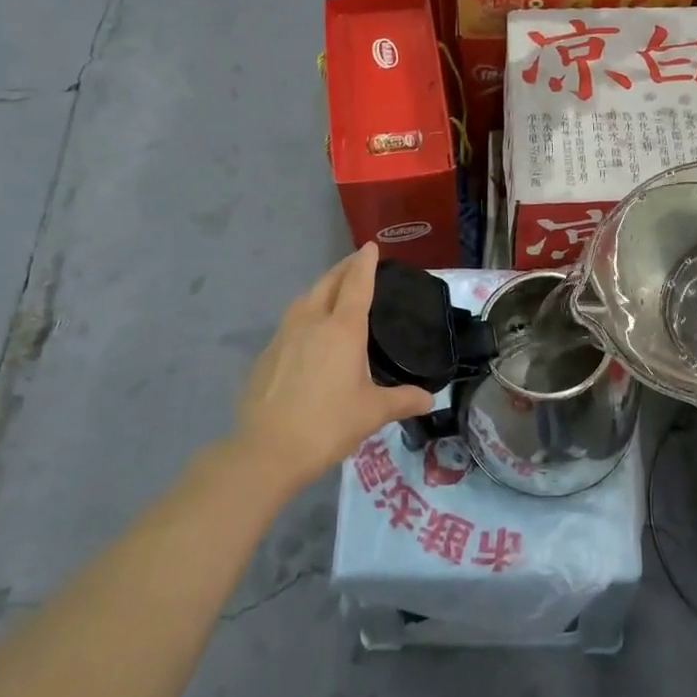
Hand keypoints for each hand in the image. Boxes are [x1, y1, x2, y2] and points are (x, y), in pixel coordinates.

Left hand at [232, 243, 433, 491]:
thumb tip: (429, 399)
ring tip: (333, 291)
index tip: (370, 246)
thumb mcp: (372, 413)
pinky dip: (305, 312)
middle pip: (328, 283)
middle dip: (343, 269)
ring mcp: (284, 336)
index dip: (365, 264)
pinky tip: (309, 330)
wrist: (267, 450)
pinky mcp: (267, 354)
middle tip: (356, 262)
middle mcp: (312, 322)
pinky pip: (291, 321)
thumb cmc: (328, 424)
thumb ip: (403, 400)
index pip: (357, 284)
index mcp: (343, 329)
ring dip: (322, 287)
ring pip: (305, 299)